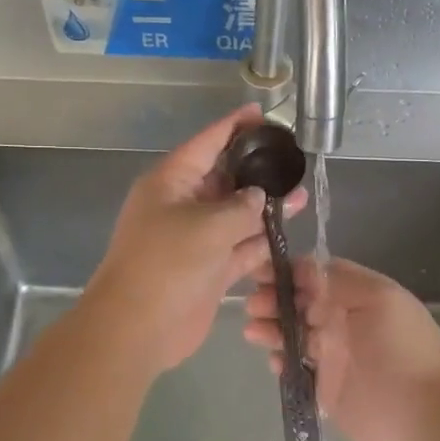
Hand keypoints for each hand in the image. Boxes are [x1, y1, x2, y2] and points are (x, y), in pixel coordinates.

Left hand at [85, 105, 305, 376]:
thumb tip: (258, 197)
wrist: (137, 327)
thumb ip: (241, 207)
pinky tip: (288, 231)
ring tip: (301, 194)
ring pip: (235, 214)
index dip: (234, 126)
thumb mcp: (208, 226)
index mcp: (171, 182)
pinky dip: (260, 240)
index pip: (207, 142)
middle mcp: (182, 205)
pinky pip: (238, 247)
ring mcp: (195, 239)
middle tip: (291, 158)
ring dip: (265, 207)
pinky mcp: (207, 269)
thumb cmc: (167, 264)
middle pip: (223, 178)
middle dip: (255, 169)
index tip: (261, 113)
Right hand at [244, 257, 439, 440]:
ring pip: (292, 334)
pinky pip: (294, 369)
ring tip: (253, 330)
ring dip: (271, 328)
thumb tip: (303, 266)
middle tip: (254, 303)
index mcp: (357, 295)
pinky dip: (280, 361)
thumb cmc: (402, 347)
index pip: (316, 275)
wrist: (424, 413)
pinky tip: (274, 360)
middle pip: (299, 302)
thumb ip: (338, 280)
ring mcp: (332, 355)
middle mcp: (342, 320)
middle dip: (274, 298)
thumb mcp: (378, 298)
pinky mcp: (324, 388)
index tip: (261, 270)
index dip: (288, 271)